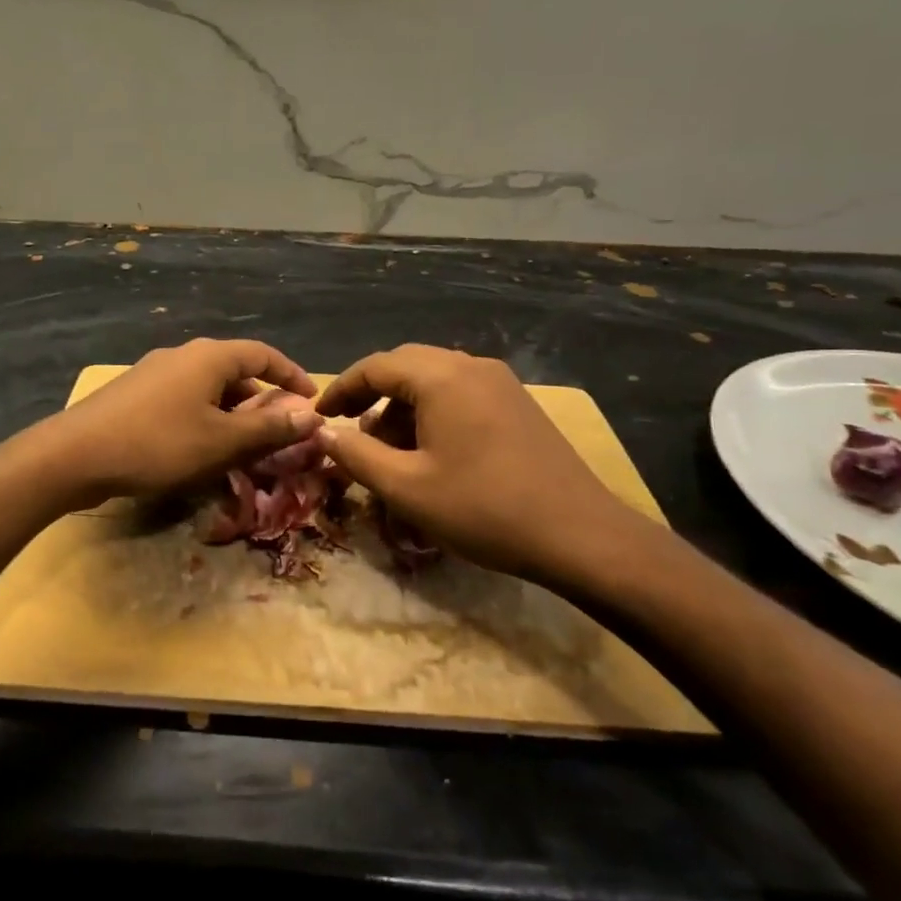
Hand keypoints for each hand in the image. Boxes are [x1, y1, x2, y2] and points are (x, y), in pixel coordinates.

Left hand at [45, 339, 320, 504]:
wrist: (75, 454)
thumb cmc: (158, 444)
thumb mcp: (222, 442)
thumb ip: (269, 429)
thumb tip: (311, 416)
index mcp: (209, 357)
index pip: (263, 355)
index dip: (291, 374)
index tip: (311, 398)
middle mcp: (183, 355)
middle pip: (235, 370)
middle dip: (262, 399)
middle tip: (279, 430)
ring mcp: (155, 372)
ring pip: (208, 387)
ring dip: (232, 411)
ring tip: (244, 444)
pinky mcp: (135, 393)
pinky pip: (184, 398)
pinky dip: (205, 416)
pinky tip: (201, 446)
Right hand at [315, 345, 653, 588]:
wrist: (581, 535)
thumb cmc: (484, 509)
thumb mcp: (406, 487)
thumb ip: (357, 455)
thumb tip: (325, 434)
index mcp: (441, 377)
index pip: (375, 366)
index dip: (342, 389)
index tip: (320, 417)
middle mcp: (471, 366)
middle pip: (406, 365)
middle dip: (372, 395)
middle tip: (350, 430)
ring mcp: (500, 382)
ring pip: (435, 379)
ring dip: (403, 405)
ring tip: (388, 448)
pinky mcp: (518, 403)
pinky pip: (461, 393)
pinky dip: (433, 412)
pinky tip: (431, 450)